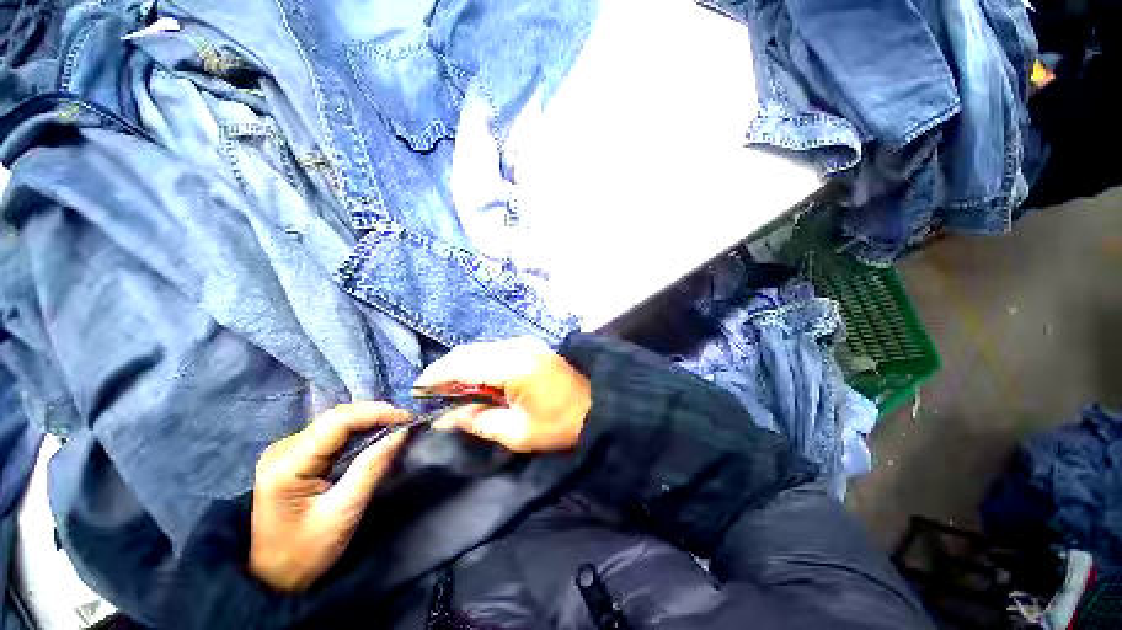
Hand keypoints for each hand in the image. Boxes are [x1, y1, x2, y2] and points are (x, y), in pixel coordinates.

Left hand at [249, 402, 409, 591]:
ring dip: (371, 421)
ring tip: (398, 426)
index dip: (377, 413)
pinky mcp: (295, 455)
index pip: (338, 421)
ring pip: (337, 421)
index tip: (409, 418)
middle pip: (337, 417)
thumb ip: (371, 469)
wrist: (272, 578)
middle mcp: (283, 448)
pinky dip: (360, 431)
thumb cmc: (305, 552)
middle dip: (377, 415)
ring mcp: (287, 450)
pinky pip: (334, 433)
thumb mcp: (343, 513)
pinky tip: (377, 435)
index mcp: (287, 463)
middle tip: (408, 422)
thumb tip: (401, 433)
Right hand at [414, 337, 590, 452]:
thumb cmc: (559, 424)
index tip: (416, 391)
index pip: (462, 363)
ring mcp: (524, 343)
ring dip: (462, 365)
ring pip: (480, 348)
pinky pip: (494, 350)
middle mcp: (516, 346)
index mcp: (513, 365)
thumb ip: (478, 420)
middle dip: (446, 370)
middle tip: (432, 393)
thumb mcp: (517, 432)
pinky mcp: (530, 346)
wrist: (597, 406)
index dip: (435, 375)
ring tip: (451, 390)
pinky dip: (479, 363)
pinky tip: (476, 380)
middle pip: (468, 351)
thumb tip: (445, 417)